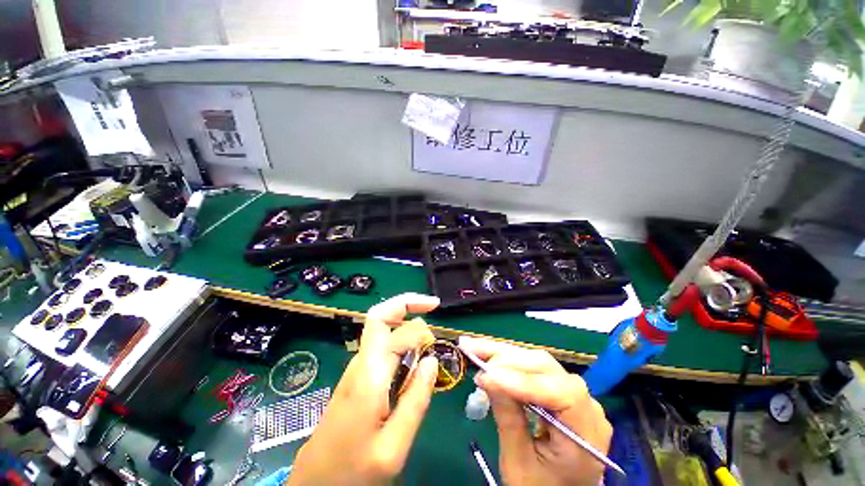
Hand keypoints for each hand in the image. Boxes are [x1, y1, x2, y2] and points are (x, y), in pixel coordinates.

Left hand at [289, 293, 440, 485]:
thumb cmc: (353, 472)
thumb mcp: (393, 447)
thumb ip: (416, 400)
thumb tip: (431, 360)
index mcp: (369, 375)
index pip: (396, 330)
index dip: (419, 326)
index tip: (437, 338)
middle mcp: (360, 362)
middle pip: (380, 316)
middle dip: (407, 303)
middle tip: (432, 306)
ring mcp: (356, 368)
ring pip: (381, 328)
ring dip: (405, 321)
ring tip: (427, 337)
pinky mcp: (357, 377)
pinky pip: (381, 346)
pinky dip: (400, 340)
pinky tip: (412, 358)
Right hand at [459, 337, 612, 485]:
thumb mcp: (520, 463)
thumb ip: (508, 419)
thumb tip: (487, 376)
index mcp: (586, 435)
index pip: (560, 394)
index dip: (522, 381)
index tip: (487, 376)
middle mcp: (586, 405)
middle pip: (546, 368)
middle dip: (506, 359)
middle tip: (472, 351)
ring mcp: (573, 393)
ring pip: (537, 361)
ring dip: (503, 354)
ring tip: (474, 347)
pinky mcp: (558, 387)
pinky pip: (533, 367)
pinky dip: (508, 360)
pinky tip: (488, 354)